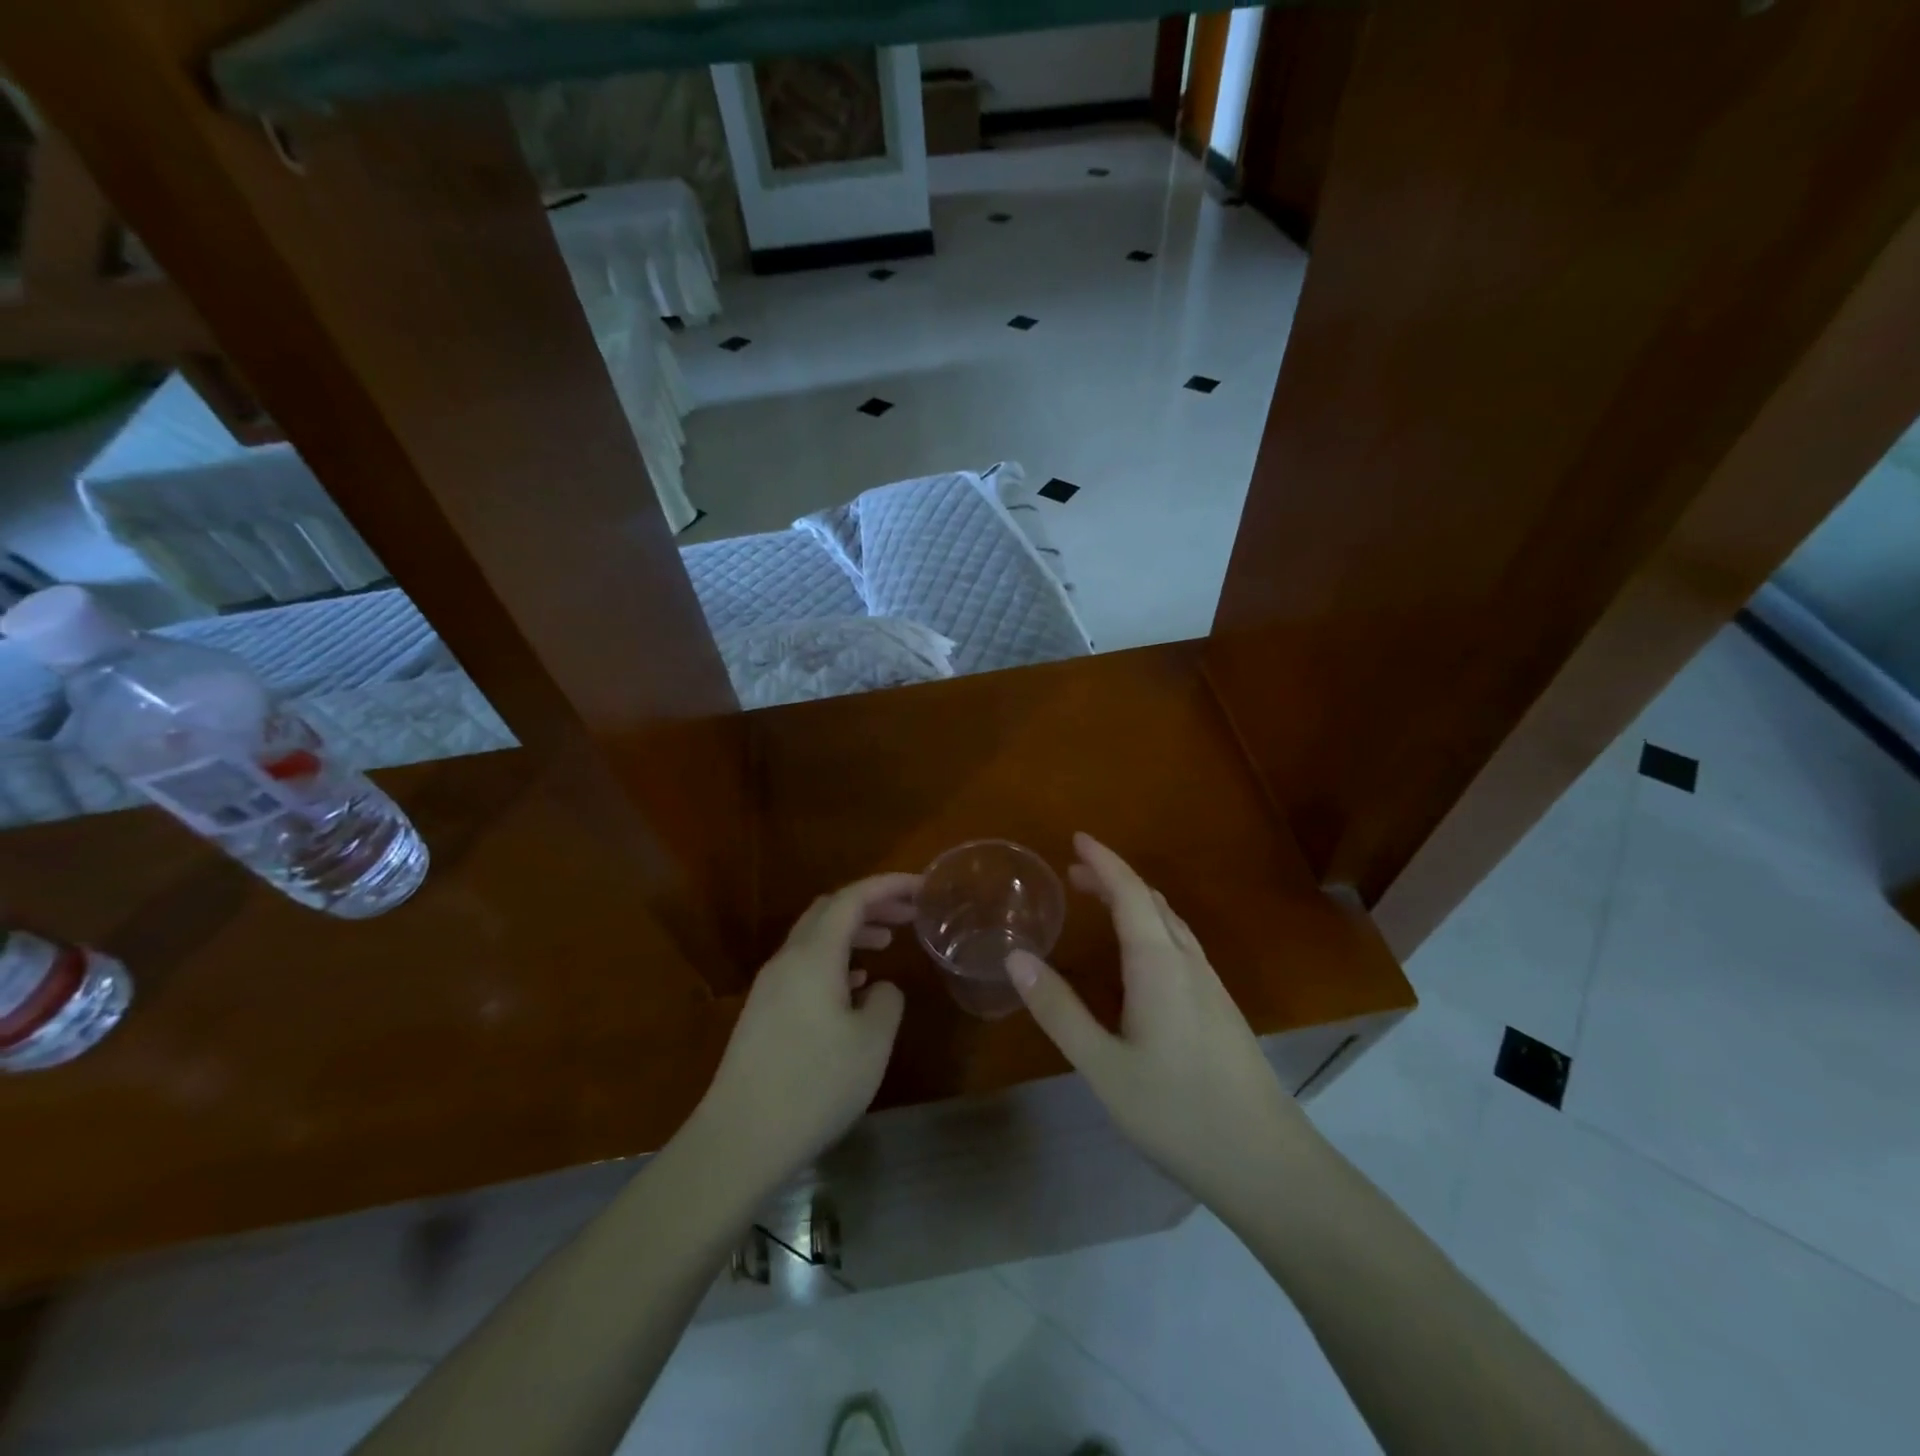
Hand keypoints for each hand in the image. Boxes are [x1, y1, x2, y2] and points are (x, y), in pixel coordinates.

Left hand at [693, 873, 919, 1187]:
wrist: (740, 1139)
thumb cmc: (815, 1085)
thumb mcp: (872, 1042)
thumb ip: (886, 1001)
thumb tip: (878, 988)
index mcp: (814, 956)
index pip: (853, 898)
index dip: (889, 885)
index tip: (921, 887)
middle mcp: (787, 960)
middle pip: (829, 911)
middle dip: (871, 904)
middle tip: (908, 914)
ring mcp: (770, 987)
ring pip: (815, 938)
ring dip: (852, 932)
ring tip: (887, 943)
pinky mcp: (763, 1013)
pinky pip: (804, 966)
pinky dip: (834, 961)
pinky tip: (853, 988)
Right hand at [1007, 833, 1308, 1210]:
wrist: (1267, 1163)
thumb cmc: (1177, 1112)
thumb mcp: (1103, 1066)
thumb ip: (1058, 1009)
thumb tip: (1015, 957)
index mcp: (1159, 964)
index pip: (1129, 892)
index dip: (1103, 860)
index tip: (1077, 838)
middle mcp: (1188, 962)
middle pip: (1151, 901)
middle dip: (1113, 877)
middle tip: (1073, 873)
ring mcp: (1210, 985)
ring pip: (1170, 923)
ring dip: (1134, 901)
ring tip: (1099, 903)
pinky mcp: (1220, 1009)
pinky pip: (1180, 945)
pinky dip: (1151, 926)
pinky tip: (1138, 957)